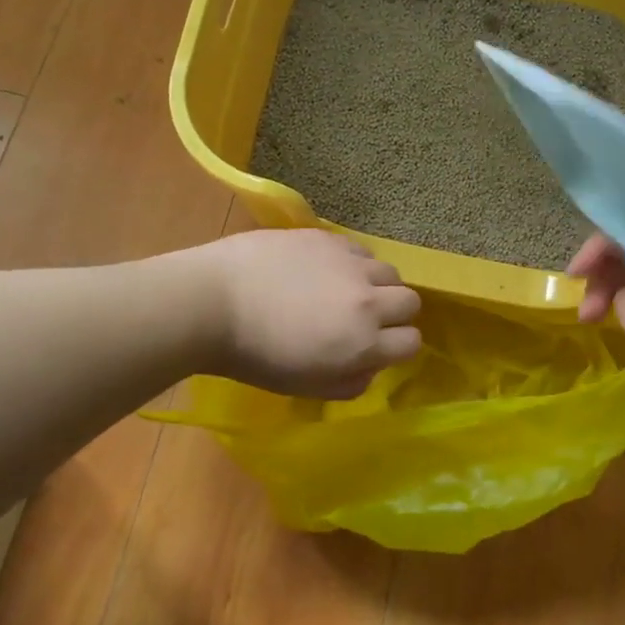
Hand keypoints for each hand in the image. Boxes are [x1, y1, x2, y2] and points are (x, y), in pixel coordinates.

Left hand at [192, 229, 421, 398]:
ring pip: (388, 270)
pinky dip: (353, 262)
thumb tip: (369, 367)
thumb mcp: (305, 386)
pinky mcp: (328, 238)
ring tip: (348, 290)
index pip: (411, 343)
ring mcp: (349, 264)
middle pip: (410, 301)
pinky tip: (326, 269)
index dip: (398, 347)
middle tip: (366, 319)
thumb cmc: (254, 355)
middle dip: (396, 313)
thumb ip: (349, 383)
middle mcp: (368, 300)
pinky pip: (359, 249)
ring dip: (377, 284)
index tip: (377, 348)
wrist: (212, 301)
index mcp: (363, 342)